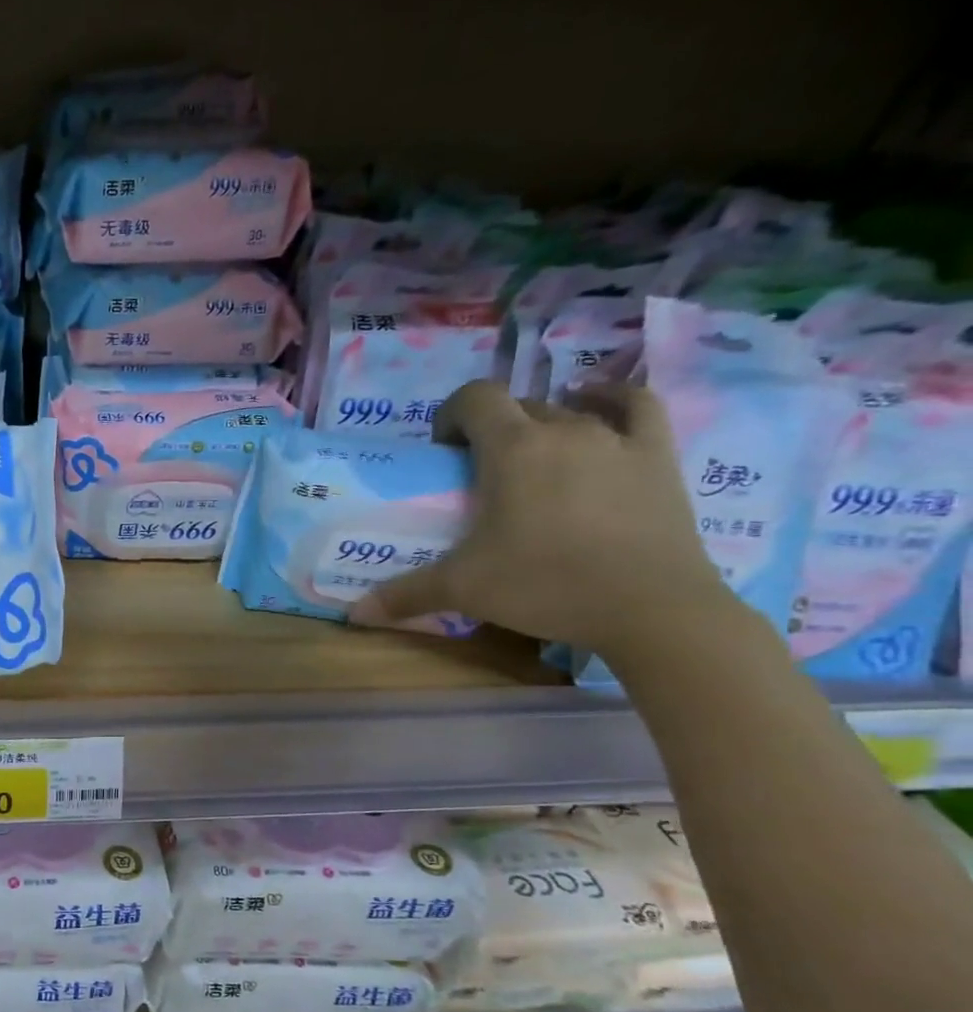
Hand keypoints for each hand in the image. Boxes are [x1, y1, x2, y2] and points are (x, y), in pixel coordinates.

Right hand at [352, 380, 738, 657]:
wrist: (650, 608)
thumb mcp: (463, 589)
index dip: (452, 415)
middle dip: (492, 430)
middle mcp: (563, 430)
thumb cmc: (545, 586)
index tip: (444, 451)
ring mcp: (616, 439)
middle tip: (480, 474)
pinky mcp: (657, 456)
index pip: (475, 399)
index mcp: (512, 449)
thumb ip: (405, 594)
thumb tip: (353, 613)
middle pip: (518, 407)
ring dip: (542, 425)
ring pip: (568, 411)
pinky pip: (637, 406)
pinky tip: (596, 404)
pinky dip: (612, 398)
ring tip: (532, 458)